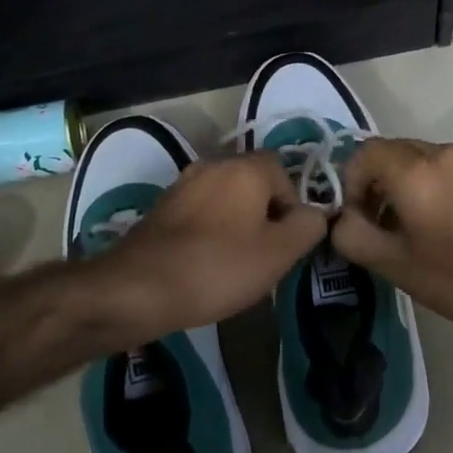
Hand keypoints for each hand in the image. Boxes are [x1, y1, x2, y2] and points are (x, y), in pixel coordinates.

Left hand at [77, 152, 327, 347]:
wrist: (137, 287)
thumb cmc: (217, 267)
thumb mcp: (278, 253)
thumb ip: (307, 227)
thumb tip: (314, 214)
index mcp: (245, 168)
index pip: (284, 173)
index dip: (292, 207)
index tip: (286, 243)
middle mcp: (214, 164)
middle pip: (254, 183)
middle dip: (265, 215)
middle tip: (265, 255)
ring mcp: (183, 184)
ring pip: (226, 198)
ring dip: (236, 223)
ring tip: (235, 263)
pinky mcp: (161, 207)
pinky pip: (200, 212)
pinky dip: (209, 231)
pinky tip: (205, 263)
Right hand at [330, 139, 452, 348]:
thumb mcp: (396, 265)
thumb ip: (354, 236)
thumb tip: (340, 219)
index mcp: (415, 170)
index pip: (364, 154)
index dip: (349, 183)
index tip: (355, 219)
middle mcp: (440, 153)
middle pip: (389, 153)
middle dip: (372, 183)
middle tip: (373, 225)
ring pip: (414, 159)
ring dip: (397, 184)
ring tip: (401, 228)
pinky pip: (438, 167)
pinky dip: (422, 185)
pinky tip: (431, 224)